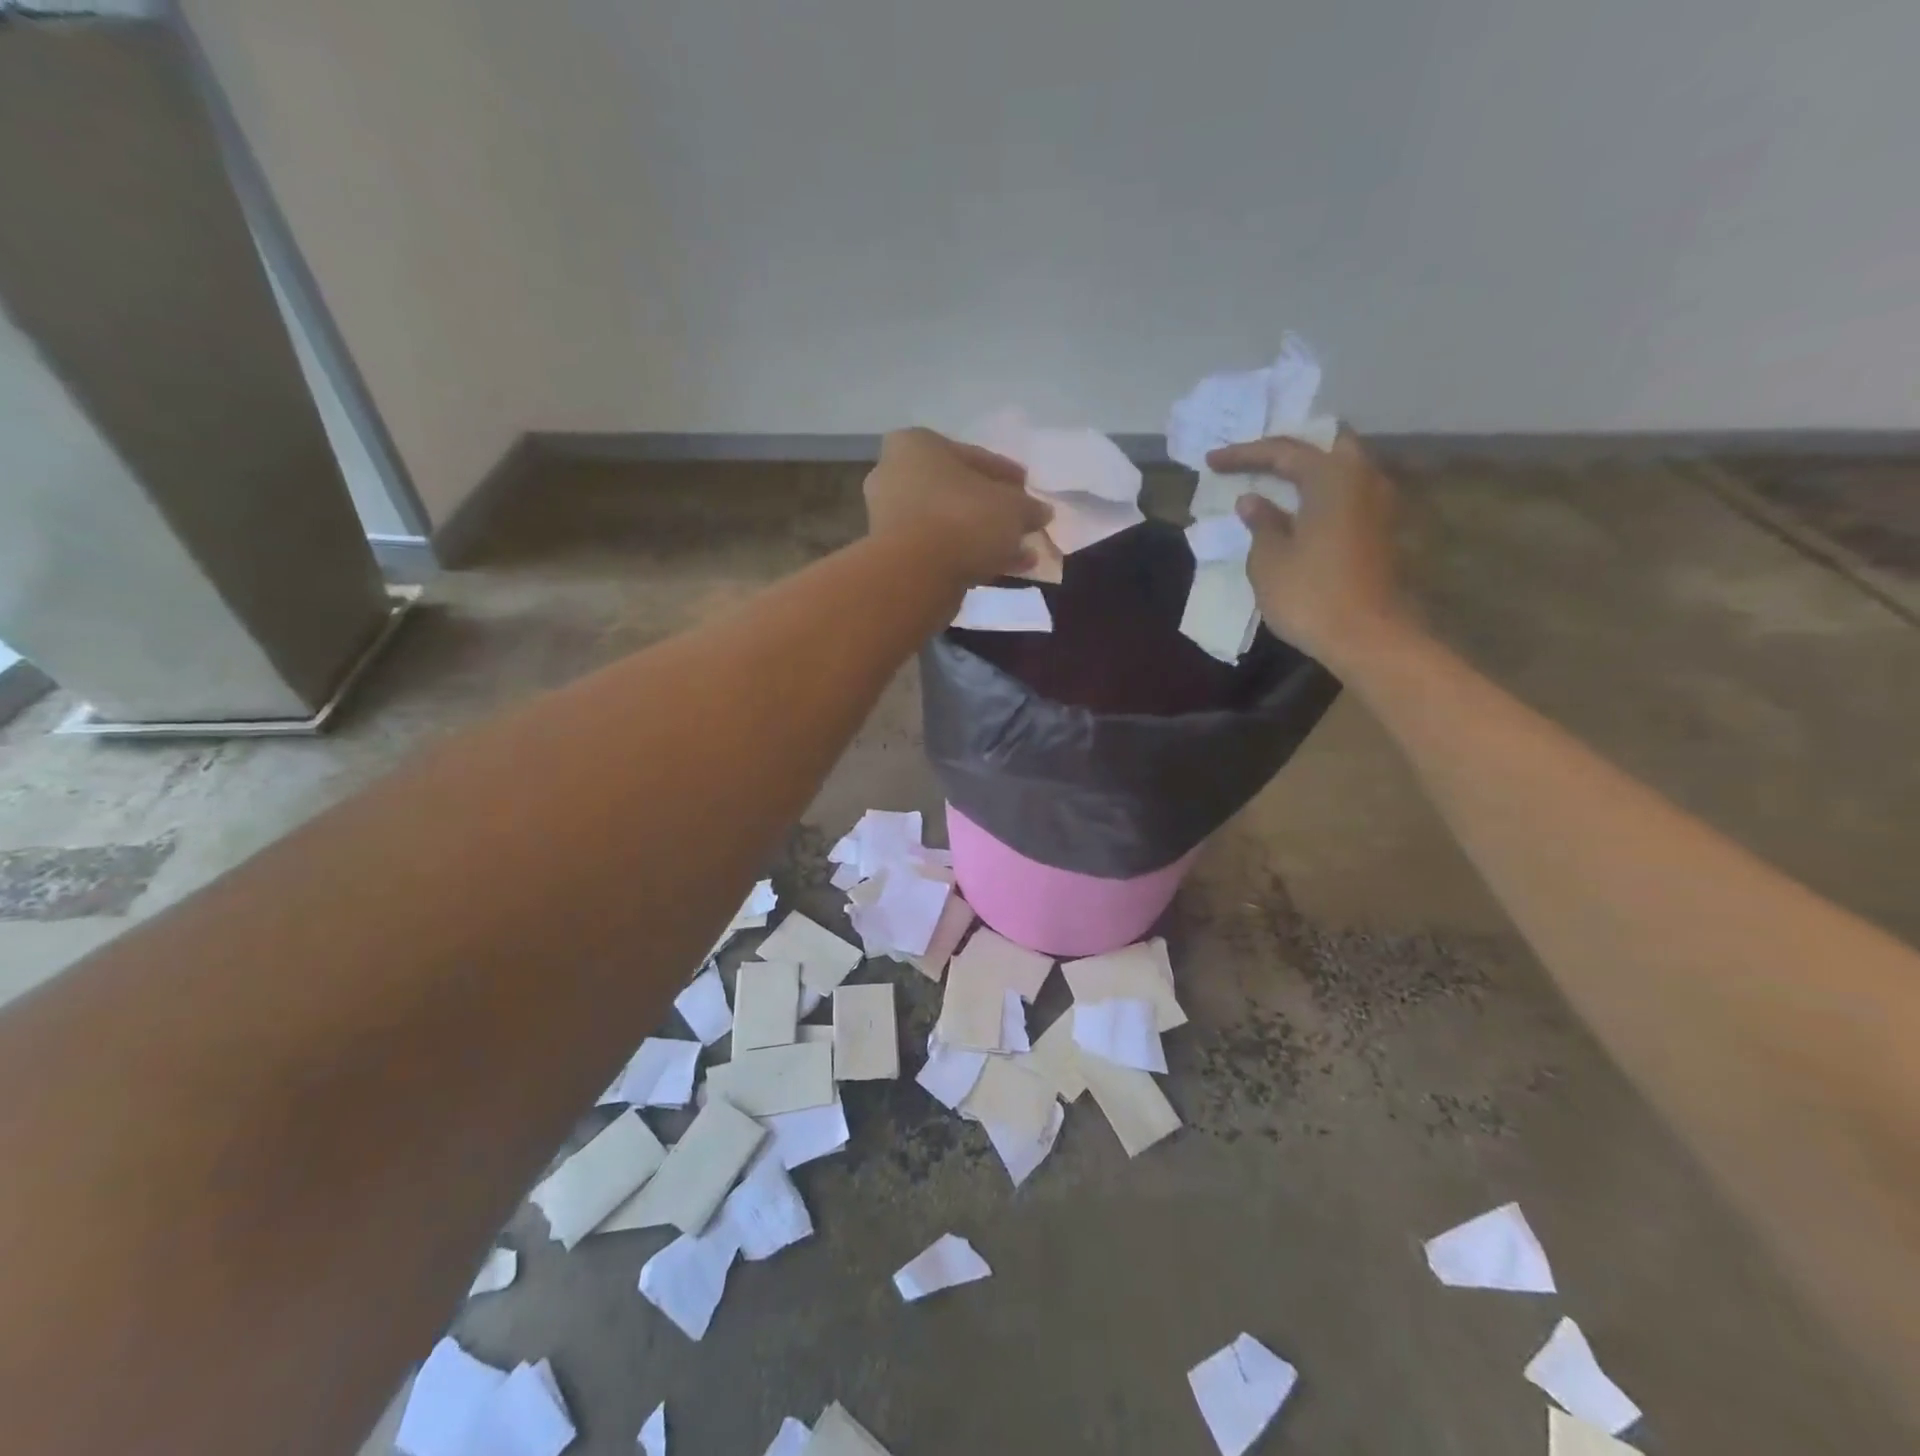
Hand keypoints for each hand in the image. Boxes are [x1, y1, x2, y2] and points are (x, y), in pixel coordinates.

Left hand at [864, 428, 1052, 584]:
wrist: (914, 574)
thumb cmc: (962, 519)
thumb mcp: (1012, 508)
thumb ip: (1028, 507)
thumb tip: (1041, 512)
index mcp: (916, 446)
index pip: (973, 456)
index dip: (1006, 474)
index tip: (1028, 488)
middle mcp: (895, 476)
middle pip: (957, 492)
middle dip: (993, 509)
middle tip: (1022, 523)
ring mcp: (889, 519)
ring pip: (949, 524)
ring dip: (984, 537)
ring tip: (1019, 552)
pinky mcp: (893, 557)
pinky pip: (939, 550)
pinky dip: (968, 556)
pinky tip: (1000, 569)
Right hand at [1206, 430, 1406, 667]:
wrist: (1367, 636)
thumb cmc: (1310, 594)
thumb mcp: (1269, 559)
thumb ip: (1261, 523)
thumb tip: (1253, 501)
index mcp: (1332, 477)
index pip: (1282, 452)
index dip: (1243, 455)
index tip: (1211, 461)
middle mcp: (1362, 478)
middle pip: (1325, 446)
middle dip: (1288, 451)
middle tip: (1255, 462)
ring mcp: (1378, 504)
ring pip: (1340, 470)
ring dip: (1307, 473)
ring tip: (1272, 485)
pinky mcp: (1380, 530)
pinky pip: (1346, 494)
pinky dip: (1320, 494)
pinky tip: (1297, 511)